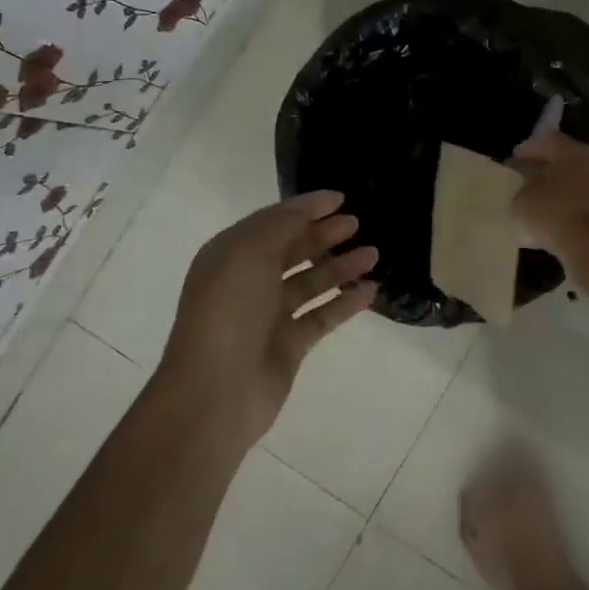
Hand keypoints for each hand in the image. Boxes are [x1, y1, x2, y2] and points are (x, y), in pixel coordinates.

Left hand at [159, 191, 377, 446]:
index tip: (340, 198)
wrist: (215, 391)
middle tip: (357, 223)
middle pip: (292, 250)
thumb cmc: (229, 311)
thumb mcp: (250, 251)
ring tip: (373, 254)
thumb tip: (311, 206)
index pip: (273, 222)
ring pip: (311, 282)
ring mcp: (268, 315)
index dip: (305, 208)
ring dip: (340, 266)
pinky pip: (322, 316)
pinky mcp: (288, 345)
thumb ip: (283, 224)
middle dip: (324, 235)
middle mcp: (249, 281)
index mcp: (231, 254)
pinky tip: (370, 290)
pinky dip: (345, 302)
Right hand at [510, 131, 588, 255]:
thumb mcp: (523, 201)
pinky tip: (564, 224)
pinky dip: (579, 209)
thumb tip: (527, 183)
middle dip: (549, 169)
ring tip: (547, 206)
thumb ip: (523, 187)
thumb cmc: (554, 214)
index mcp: (572, 150)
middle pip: (569, 159)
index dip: (530, 149)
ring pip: (584, 182)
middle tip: (531, 181)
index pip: (548, 140)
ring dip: (566, 190)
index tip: (516, 160)